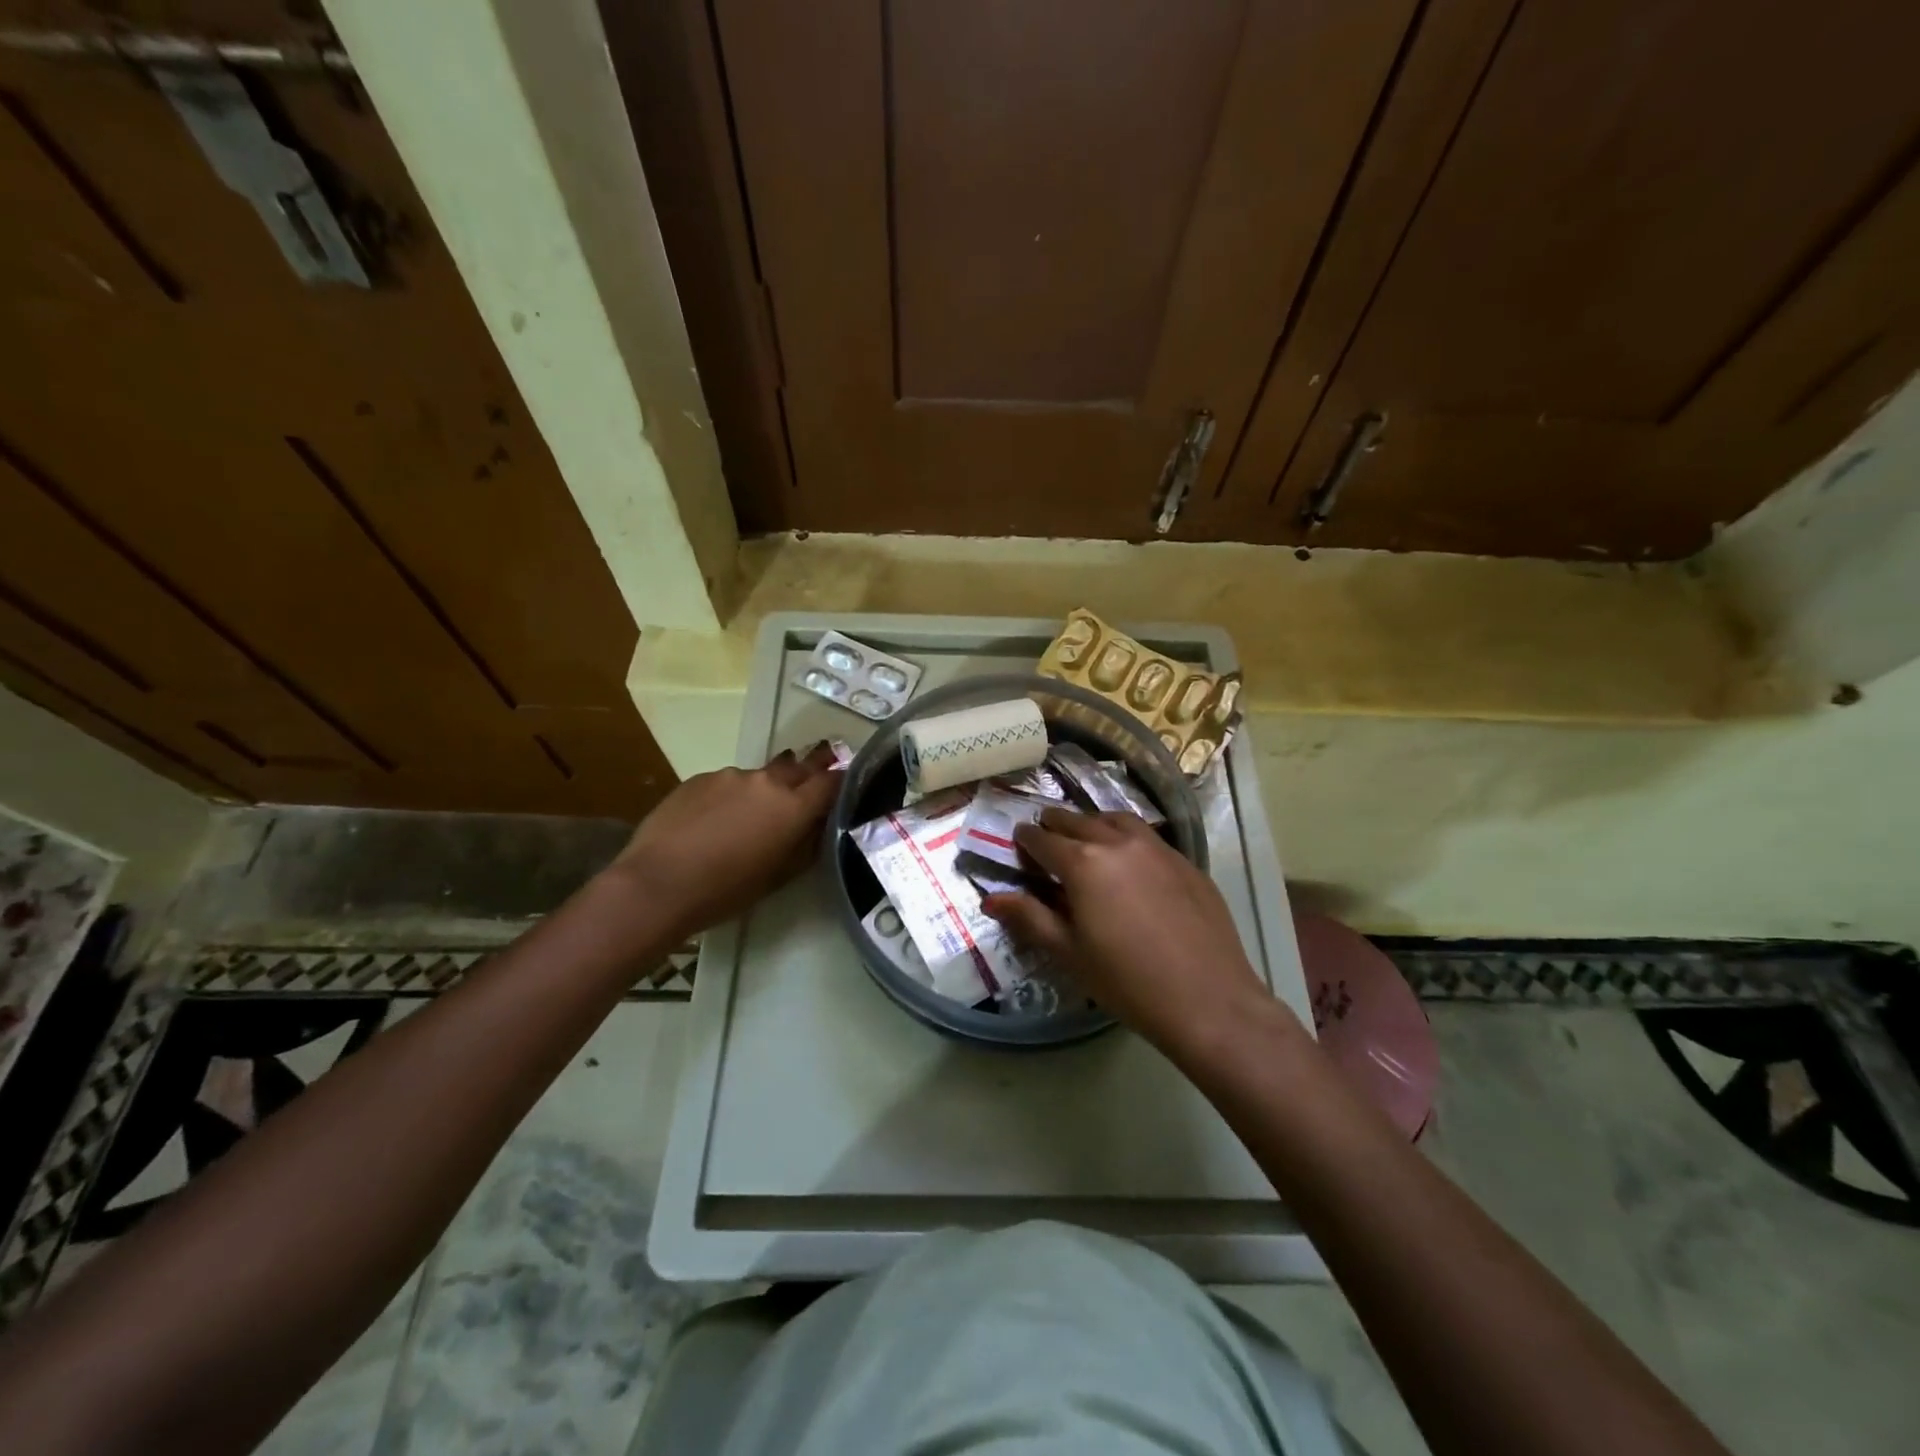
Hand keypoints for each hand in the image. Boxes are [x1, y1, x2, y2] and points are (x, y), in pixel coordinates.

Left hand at [611, 742, 842, 940]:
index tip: (846, 785)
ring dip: (764, 789)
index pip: (832, 780)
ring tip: (749, 815)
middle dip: (808, 773)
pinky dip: (730, 796)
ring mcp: (730, 775)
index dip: (842, 780)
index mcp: (794, 806)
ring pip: (760, 776)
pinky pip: (726, 782)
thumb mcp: (780, 876)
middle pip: (799, 766)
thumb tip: (819, 825)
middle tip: (807, 787)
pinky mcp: (699, 778)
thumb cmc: (726, 890)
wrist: (657, 883)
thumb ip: (806, 844)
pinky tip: (713, 820)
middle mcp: (767, 781)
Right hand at [982, 810, 1291, 1058]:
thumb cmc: (1127, 982)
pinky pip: (1147, 837)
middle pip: (1077, 821)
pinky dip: (1126, 838)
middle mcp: (1118, 842)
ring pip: (1115, 819)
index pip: (1043, 839)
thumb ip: (1029, 918)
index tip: (1018, 844)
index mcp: (1083, 862)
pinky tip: (1130, 863)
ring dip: (1092, 825)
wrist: (1209, 1000)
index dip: (1025, 840)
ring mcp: (1157, 848)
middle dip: (1055, 827)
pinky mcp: (1186, 861)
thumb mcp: (1069, 953)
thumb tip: (991, 899)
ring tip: (1086, 841)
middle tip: (1046, 840)